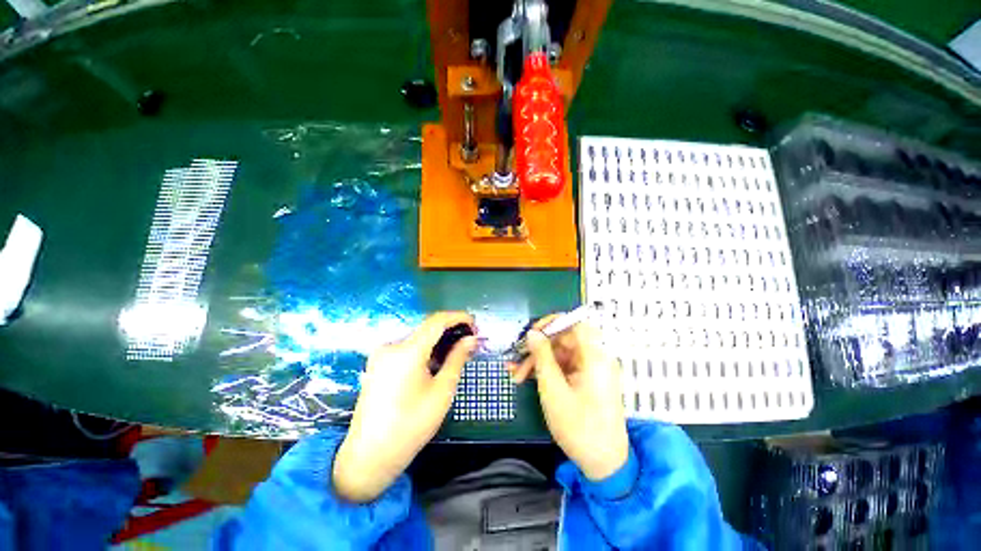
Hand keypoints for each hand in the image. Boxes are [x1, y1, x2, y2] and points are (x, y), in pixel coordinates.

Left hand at [333, 312, 476, 502]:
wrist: (369, 456)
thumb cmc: (411, 425)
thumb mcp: (442, 391)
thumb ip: (457, 359)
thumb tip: (471, 339)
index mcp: (407, 351)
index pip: (436, 321)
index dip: (458, 317)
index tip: (474, 323)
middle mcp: (391, 346)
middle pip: (426, 328)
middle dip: (450, 331)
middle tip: (469, 342)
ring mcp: (381, 354)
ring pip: (417, 338)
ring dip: (438, 341)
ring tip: (456, 352)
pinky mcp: (378, 363)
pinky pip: (406, 348)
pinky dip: (424, 350)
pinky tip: (435, 362)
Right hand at [509, 317, 628, 480]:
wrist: (603, 464)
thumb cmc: (578, 427)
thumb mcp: (553, 390)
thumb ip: (542, 357)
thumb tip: (533, 333)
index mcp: (595, 356)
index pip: (575, 323)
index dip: (553, 323)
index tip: (532, 333)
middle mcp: (596, 358)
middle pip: (564, 340)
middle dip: (538, 348)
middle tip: (517, 360)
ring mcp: (591, 370)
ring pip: (560, 354)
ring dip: (538, 361)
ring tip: (516, 374)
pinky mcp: (586, 380)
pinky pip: (564, 367)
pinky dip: (547, 371)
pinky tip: (527, 378)